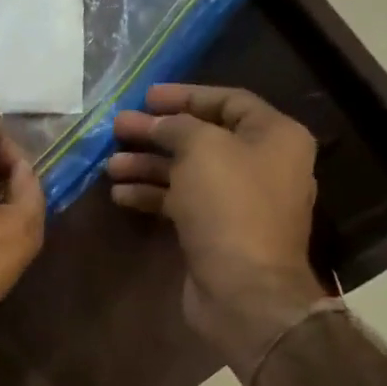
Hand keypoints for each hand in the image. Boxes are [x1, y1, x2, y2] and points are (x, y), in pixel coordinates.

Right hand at [108, 84, 328, 374]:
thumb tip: (158, 123)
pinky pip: (182, 202)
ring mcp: (239, 202)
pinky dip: (153, 195)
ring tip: (111, 165)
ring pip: (188, 172)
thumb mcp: (202, 148)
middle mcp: (262, 165)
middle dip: (158, 133)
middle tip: (118, 128)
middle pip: (203, 138)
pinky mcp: (217, 231)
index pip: (228, 101)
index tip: (145, 97)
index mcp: (275, 136)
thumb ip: (177, 126)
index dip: (185, 96)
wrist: (243, 289)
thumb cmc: (230, 206)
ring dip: (148, 165)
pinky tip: (121, 194)